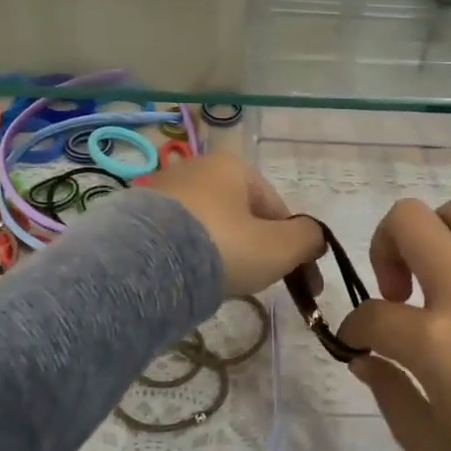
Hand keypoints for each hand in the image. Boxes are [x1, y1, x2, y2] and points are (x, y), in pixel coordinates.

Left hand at [141, 152, 324, 297]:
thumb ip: (308, 239)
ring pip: (209, 225)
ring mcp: (161, 190)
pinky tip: (190, 279)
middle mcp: (195, 167)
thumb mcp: (279, 247)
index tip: (301, 282)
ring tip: (221, 285)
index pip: (276, 208)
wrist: (145, 266)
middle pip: (241, 215)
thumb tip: (315, 238)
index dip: (293, 246)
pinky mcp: (135, 215)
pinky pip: (178, 237)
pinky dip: (190, 255)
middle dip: (256, 248)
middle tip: (259, 283)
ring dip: (223, 252)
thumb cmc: (222, 248)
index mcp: (232, 166)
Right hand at [337, 194, 450, 450]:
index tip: (362, 342)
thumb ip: (390, 398)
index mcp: (437, 344)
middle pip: (409, 221)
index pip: (372, 314)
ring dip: (442, 234)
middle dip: (384, 245)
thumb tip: (366, 359)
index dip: (355, 328)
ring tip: (448, 272)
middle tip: (398, 288)